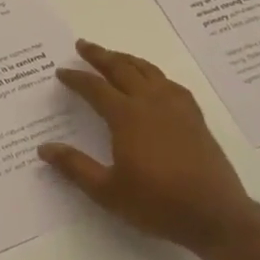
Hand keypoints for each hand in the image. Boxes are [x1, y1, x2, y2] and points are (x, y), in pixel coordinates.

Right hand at [38, 39, 252, 256]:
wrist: (215, 215)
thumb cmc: (157, 203)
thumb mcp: (107, 191)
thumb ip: (75, 167)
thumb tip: (44, 148)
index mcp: (127, 116)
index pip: (95, 88)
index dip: (76, 78)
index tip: (62, 71)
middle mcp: (150, 102)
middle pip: (122, 69)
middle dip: (100, 56)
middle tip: (83, 45)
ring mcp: (176, 107)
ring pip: (148, 71)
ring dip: (127, 59)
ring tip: (114, 55)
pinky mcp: (195, 117)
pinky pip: (170, 84)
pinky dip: (155, 75)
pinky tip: (154, 81)